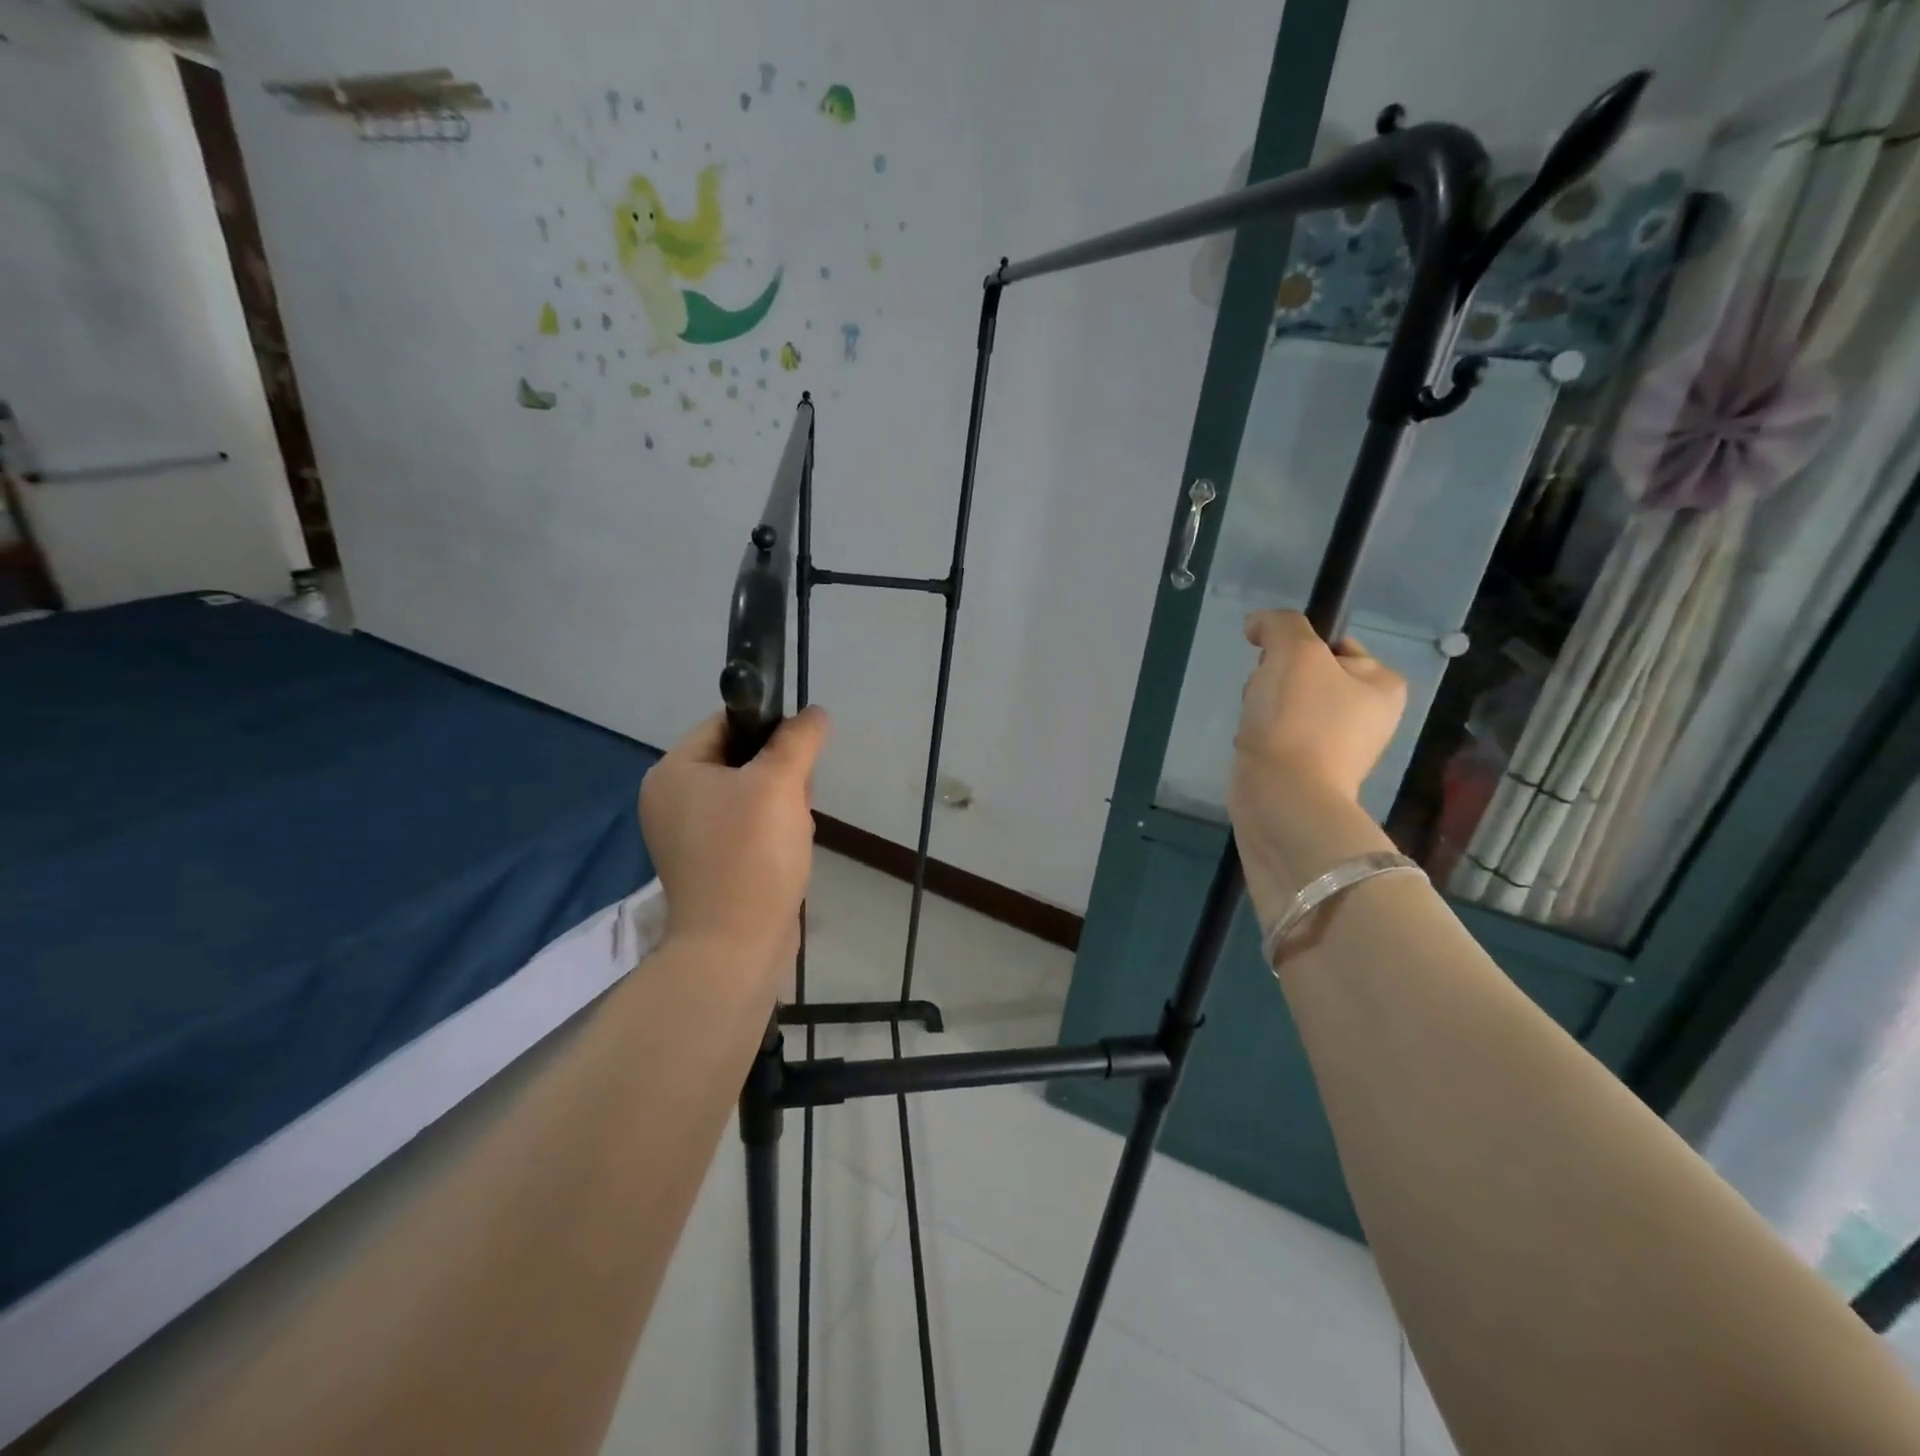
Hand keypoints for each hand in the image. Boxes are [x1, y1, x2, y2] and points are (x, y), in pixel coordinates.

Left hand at [639, 707, 829, 973]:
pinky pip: (746, 829)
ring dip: (782, 806)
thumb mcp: (780, 783)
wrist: (736, 946)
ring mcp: (688, 837)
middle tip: (795, 801)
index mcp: (673, 773)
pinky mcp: (708, 865)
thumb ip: (798, 739)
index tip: (799, 752)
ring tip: (793, 833)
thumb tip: (814, 713)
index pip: (725, 724)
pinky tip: (787, 853)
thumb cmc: (751, 854)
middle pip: (740, 761)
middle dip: (779, 777)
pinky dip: (772, 834)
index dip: (769, 728)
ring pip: (750, 796)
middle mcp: (671, 801)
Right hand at [1229, 610, 1405, 809]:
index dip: (1296, 646)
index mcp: (1383, 685)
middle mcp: (1368, 715)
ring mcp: (1338, 746)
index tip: (1276, 664)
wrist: (1283, 797)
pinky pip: (1277, 736)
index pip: (1334, 644)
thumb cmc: (1298, 720)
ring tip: (1257, 726)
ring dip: (1262, 708)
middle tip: (1266, 698)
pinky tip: (1253, 746)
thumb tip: (1259, 625)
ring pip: (1286, 705)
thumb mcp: (1294, 652)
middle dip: (1274, 680)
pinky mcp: (1308, 770)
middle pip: (1306, 674)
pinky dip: (1259, 737)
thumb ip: (1280, 624)